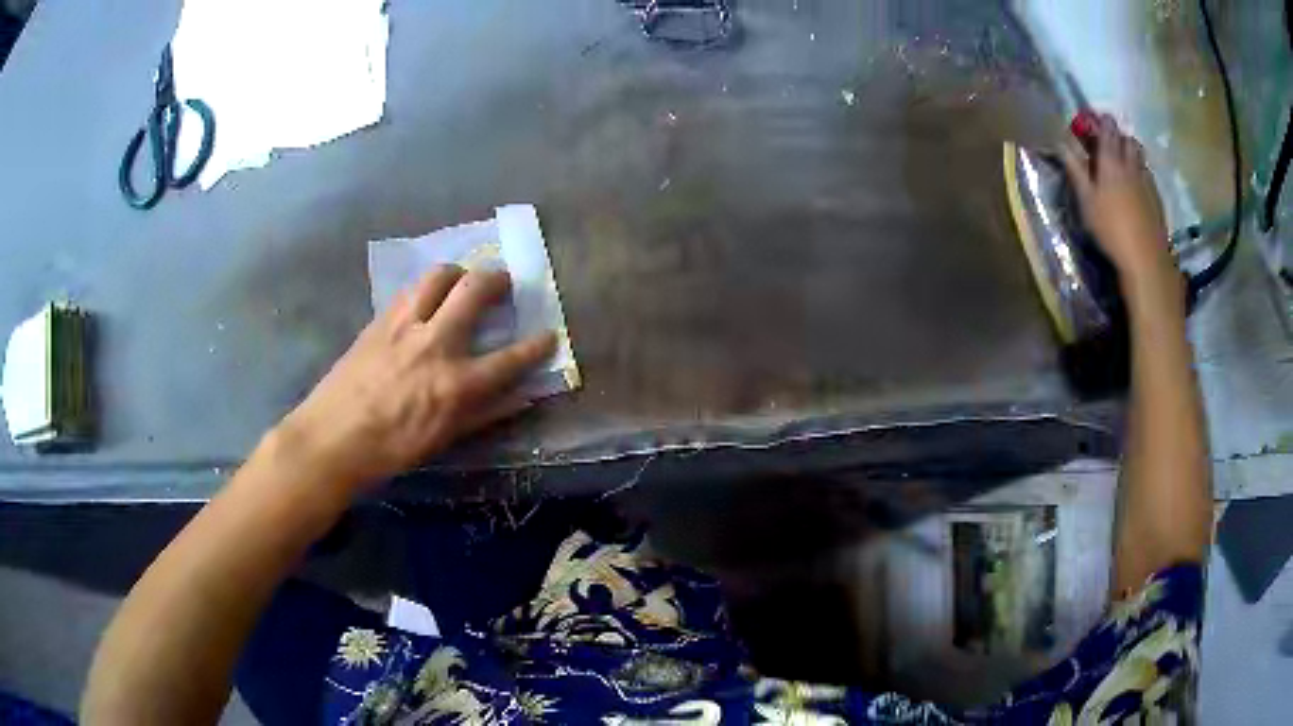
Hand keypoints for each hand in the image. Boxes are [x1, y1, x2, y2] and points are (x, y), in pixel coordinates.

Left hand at [272, 266, 556, 490]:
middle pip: (475, 290)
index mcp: (456, 384)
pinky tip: (426, 297)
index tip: (549, 335)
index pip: (510, 359)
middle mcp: (435, 343)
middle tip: (504, 282)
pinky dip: (427, 286)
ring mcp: (405, 326)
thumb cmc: (392, 448)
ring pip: (439, 275)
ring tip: (462, 280)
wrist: (333, 437)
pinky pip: (410, 289)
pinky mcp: (380, 319)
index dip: (537, 346)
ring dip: (458, 272)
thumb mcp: (444, 438)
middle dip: (498, 279)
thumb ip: (484, 413)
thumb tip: (519, 398)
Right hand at [1060, 114, 1181, 304]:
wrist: (1145, 259)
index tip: (1094, 122)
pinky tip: (1137, 187)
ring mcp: (1147, 182)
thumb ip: (1076, 171)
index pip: (1107, 130)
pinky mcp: (1157, 199)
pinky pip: (1148, 175)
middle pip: (1128, 140)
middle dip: (1119, 136)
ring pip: (1140, 156)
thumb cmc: (1111, 229)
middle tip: (1110, 143)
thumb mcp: (1086, 202)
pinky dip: (1141, 173)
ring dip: (1132, 153)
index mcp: (1111, 161)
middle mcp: (1131, 165)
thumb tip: (1062, 145)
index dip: (1101, 122)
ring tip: (1125, 163)